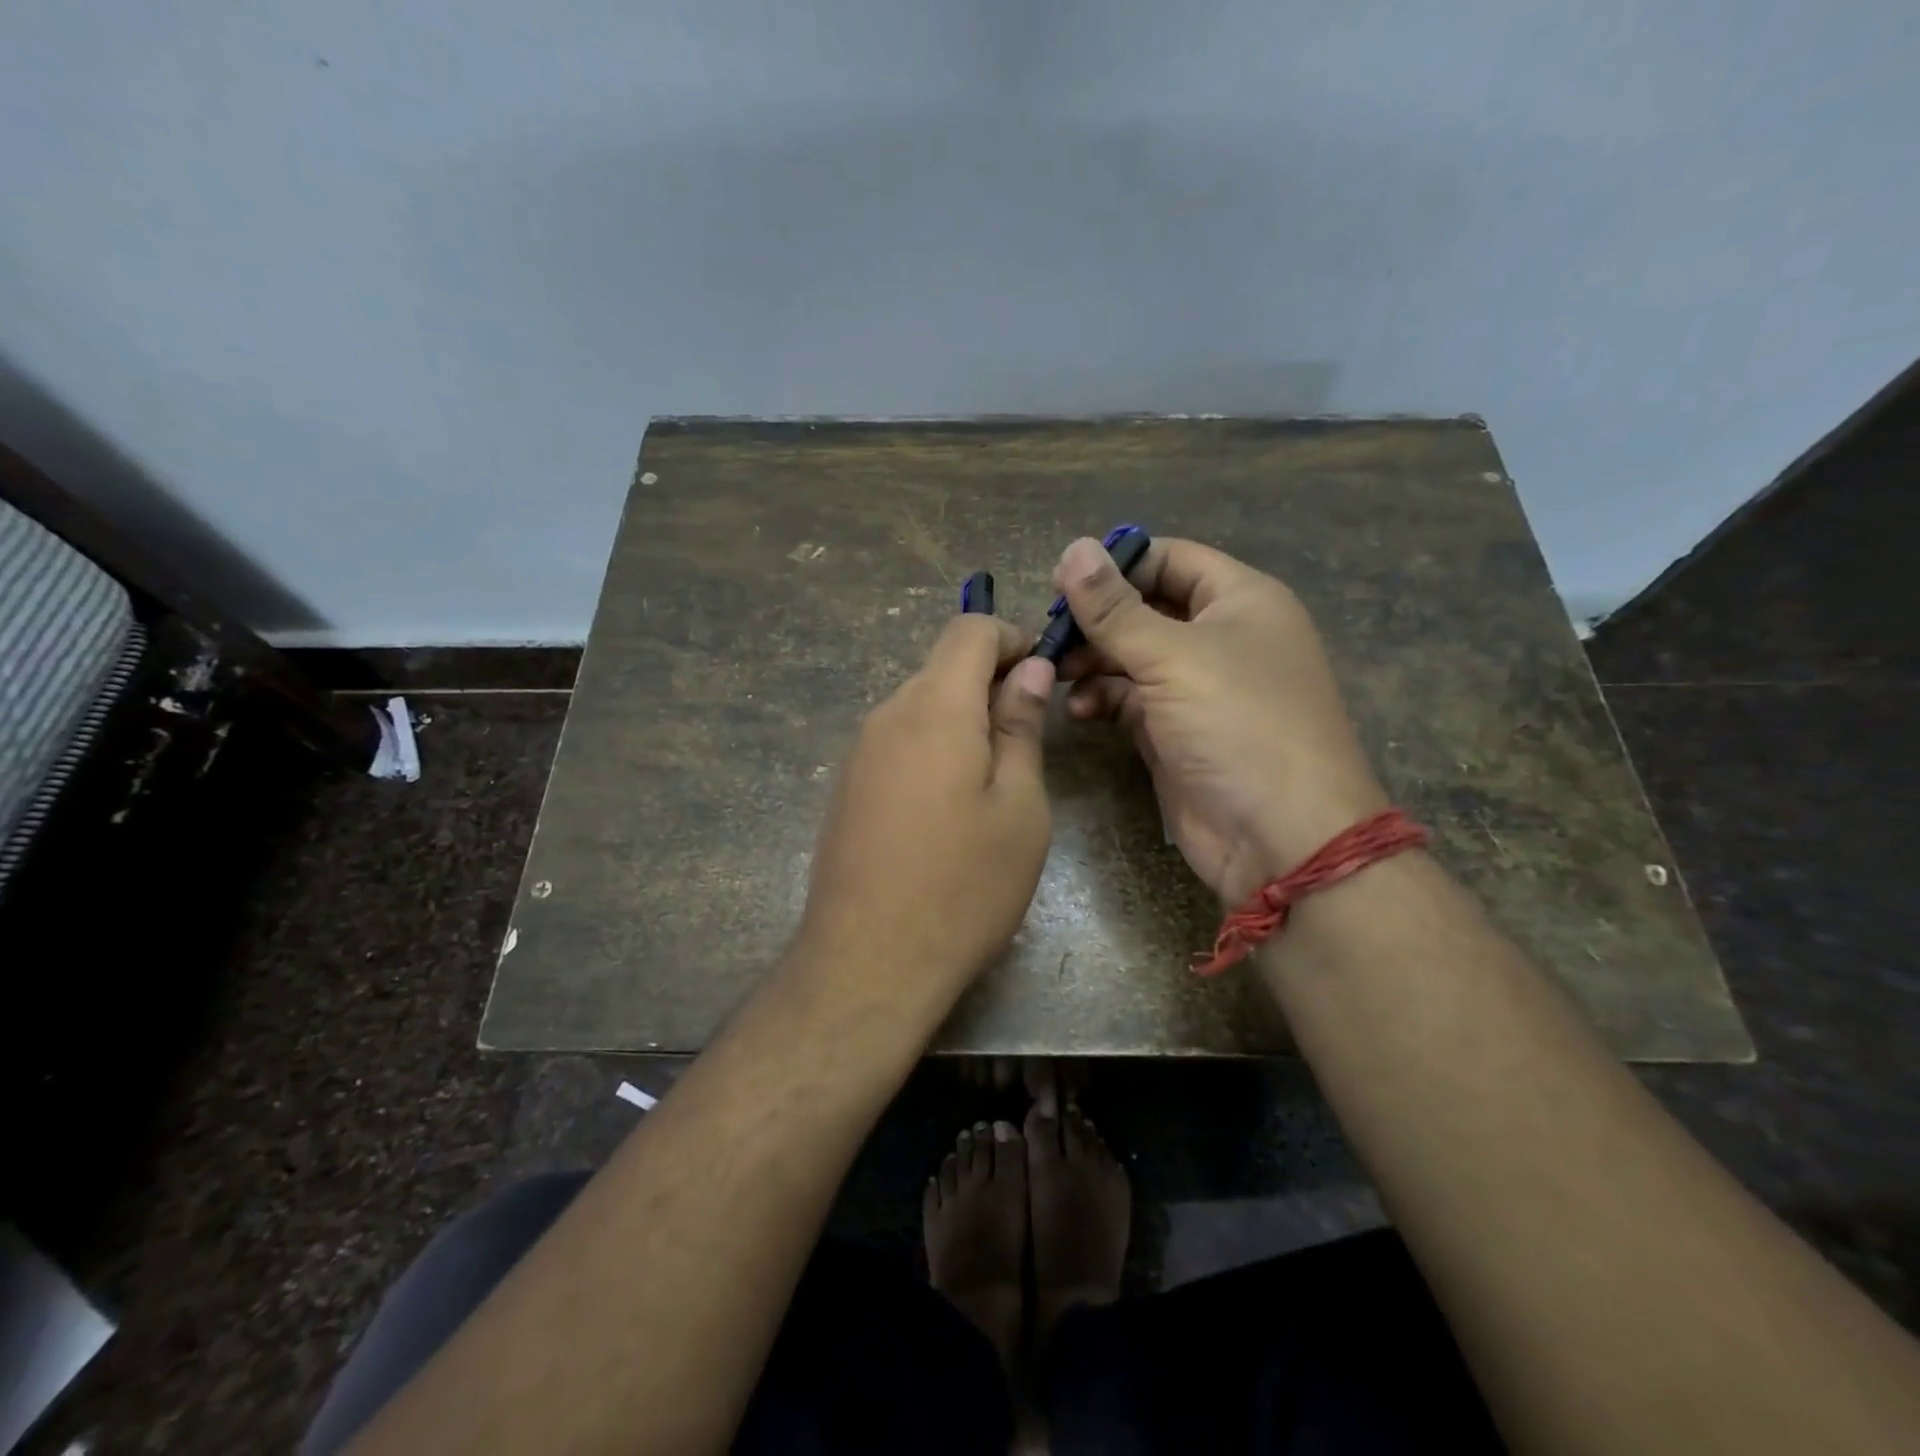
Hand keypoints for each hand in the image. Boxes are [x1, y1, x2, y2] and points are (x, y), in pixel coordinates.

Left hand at [796, 615, 1054, 1008]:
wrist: (867, 963)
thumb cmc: (963, 887)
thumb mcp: (1019, 808)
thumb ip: (1021, 728)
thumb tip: (1029, 671)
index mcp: (934, 708)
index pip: (968, 630)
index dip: (1011, 638)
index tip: (1042, 675)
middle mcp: (886, 716)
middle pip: (941, 667)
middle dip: (990, 681)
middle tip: (1030, 735)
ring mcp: (858, 752)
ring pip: (918, 705)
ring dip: (962, 718)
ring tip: (995, 778)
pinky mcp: (846, 787)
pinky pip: (897, 741)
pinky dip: (932, 746)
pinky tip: (949, 806)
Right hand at [1055, 536, 1387, 903]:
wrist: (1280, 836)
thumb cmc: (1237, 724)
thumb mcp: (1173, 656)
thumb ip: (1115, 607)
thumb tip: (1074, 548)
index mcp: (1240, 601)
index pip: (1171, 559)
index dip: (1118, 564)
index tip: (1061, 582)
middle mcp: (1220, 638)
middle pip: (1145, 609)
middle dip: (1096, 620)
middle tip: (1047, 634)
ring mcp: (1197, 689)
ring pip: (1132, 657)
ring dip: (1092, 661)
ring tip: (1054, 673)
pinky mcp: (1175, 733)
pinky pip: (1129, 702)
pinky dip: (1102, 700)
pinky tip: (1079, 711)